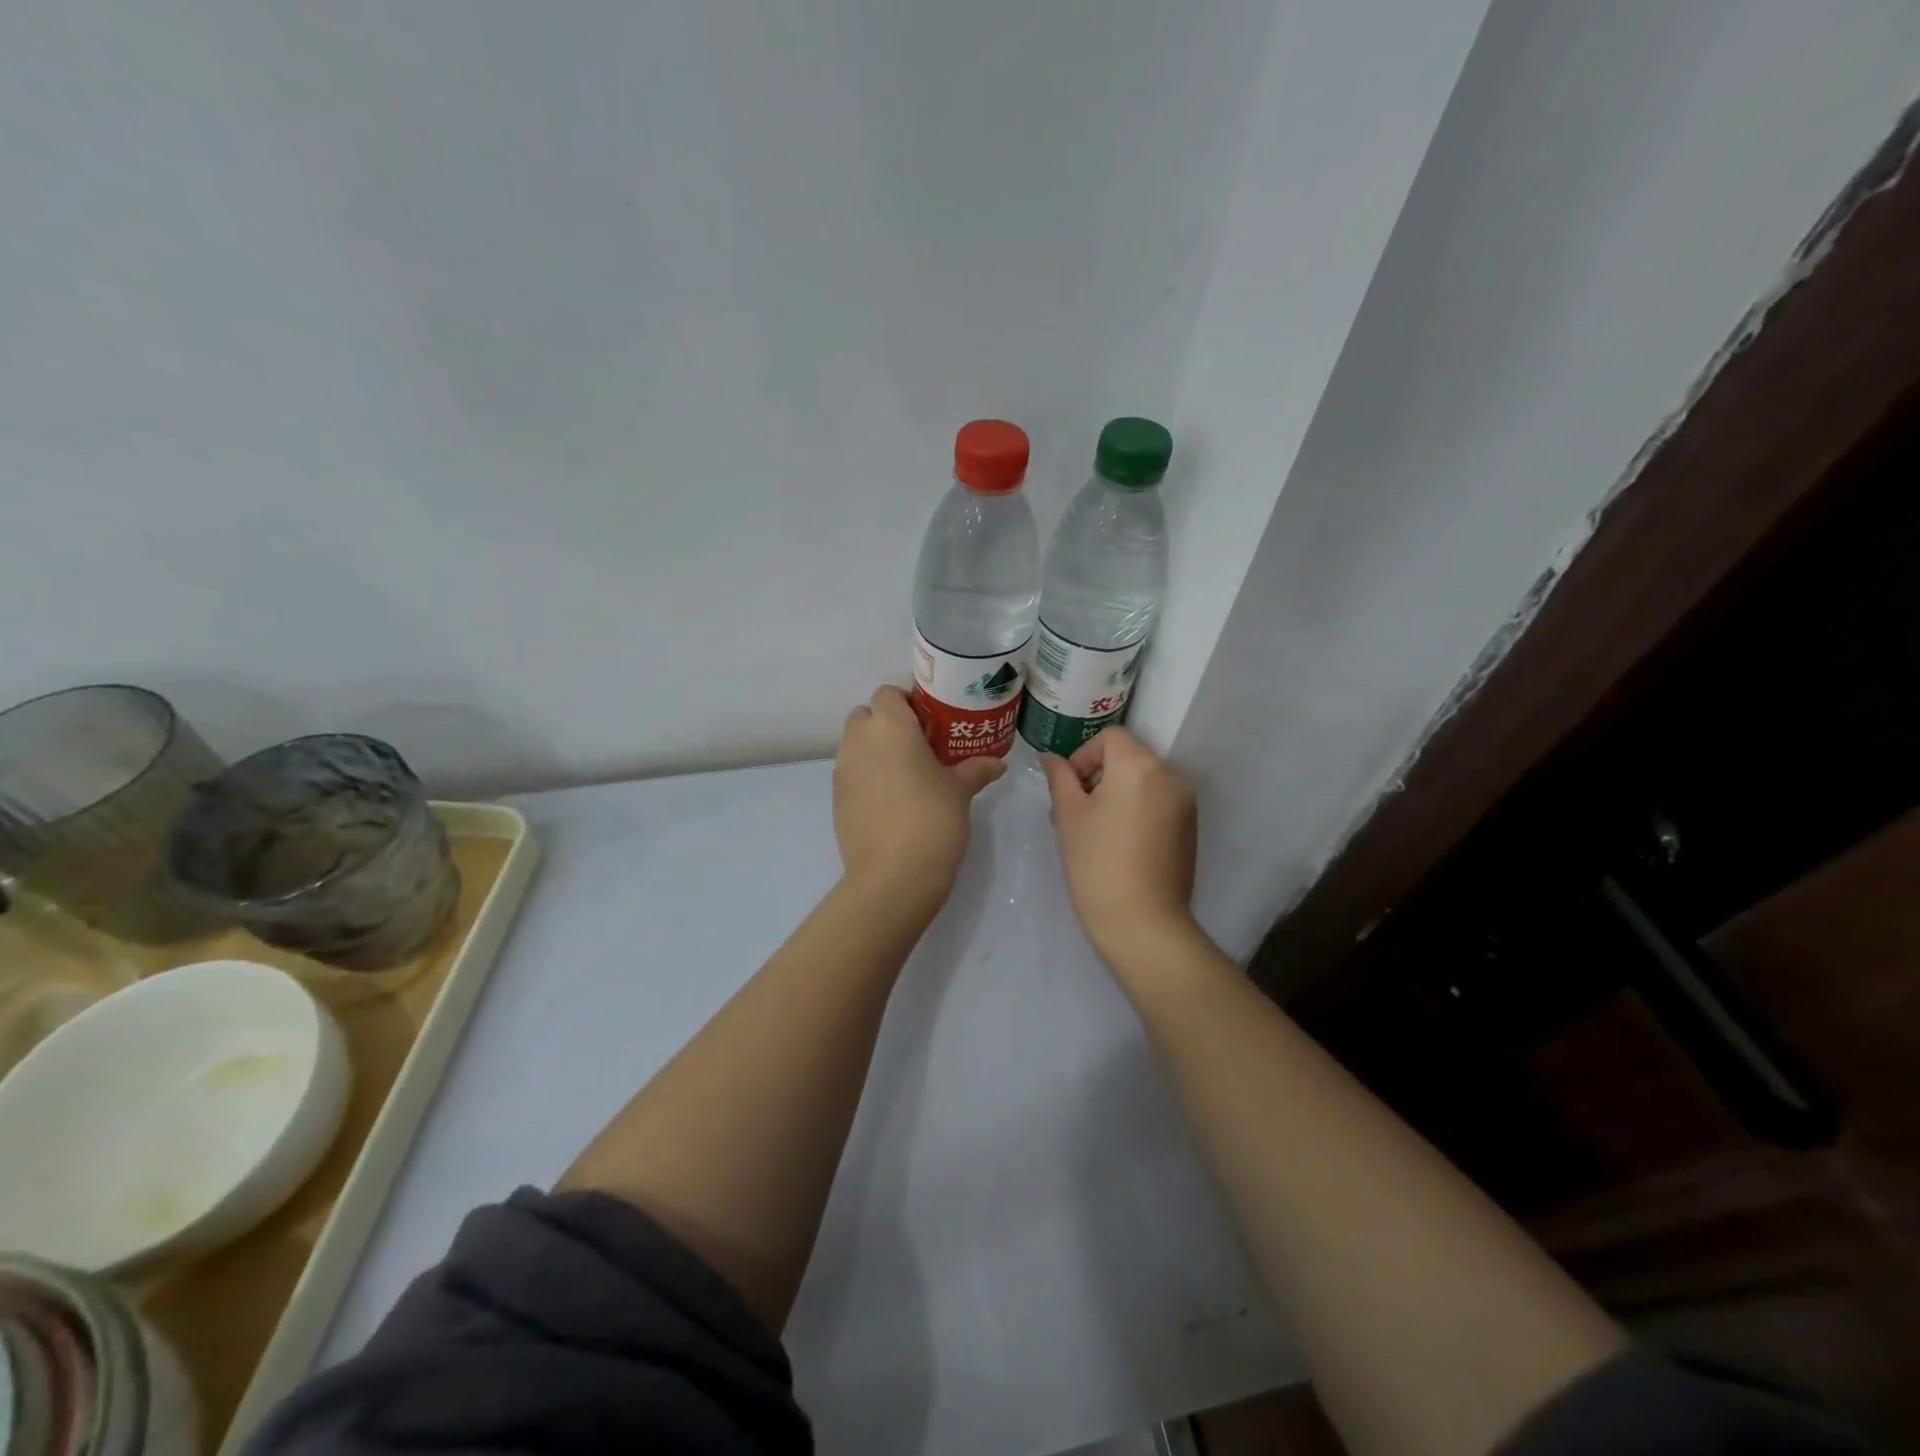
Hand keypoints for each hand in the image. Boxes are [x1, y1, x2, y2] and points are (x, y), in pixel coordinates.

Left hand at [834, 686, 1004, 900]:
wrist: (893, 876)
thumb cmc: (932, 819)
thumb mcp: (960, 791)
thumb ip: (976, 770)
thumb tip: (997, 763)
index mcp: (889, 726)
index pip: (888, 693)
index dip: (907, 702)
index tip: (930, 721)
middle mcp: (859, 741)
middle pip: (866, 715)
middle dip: (888, 723)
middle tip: (919, 745)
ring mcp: (842, 771)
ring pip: (855, 745)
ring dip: (876, 750)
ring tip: (907, 774)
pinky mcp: (836, 799)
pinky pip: (851, 773)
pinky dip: (867, 776)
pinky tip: (892, 801)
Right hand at [1040, 727, 1199, 967]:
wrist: (1142, 922)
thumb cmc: (1096, 862)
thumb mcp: (1069, 815)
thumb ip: (1060, 778)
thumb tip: (1049, 758)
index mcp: (1140, 765)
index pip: (1110, 737)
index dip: (1083, 755)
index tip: (1067, 788)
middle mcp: (1170, 776)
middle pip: (1127, 759)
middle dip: (1096, 777)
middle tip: (1070, 812)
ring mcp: (1184, 804)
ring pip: (1142, 783)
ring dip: (1114, 795)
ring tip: (1090, 831)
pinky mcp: (1189, 830)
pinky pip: (1157, 805)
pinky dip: (1135, 811)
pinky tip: (1115, 845)